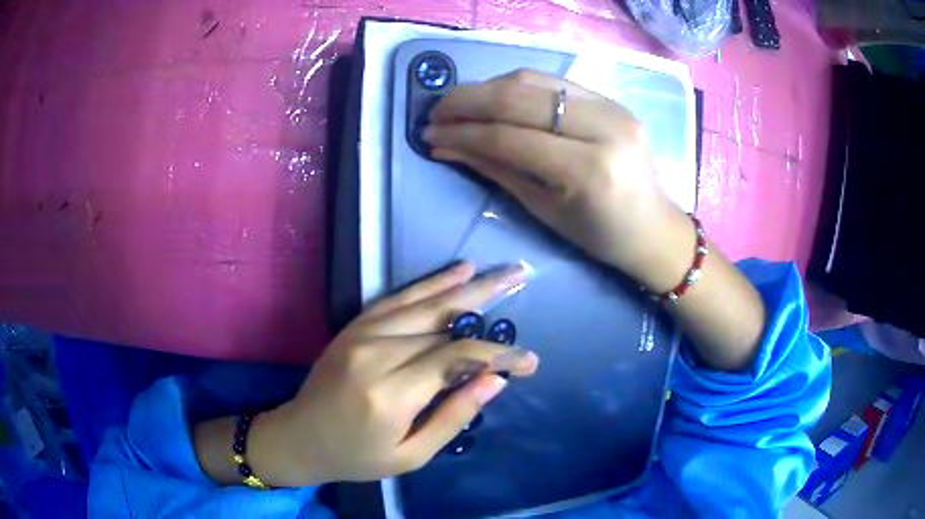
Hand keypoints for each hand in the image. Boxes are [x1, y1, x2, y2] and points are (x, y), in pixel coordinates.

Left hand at [242, 263, 538, 485]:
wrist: (299, 437)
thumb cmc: (357, 456)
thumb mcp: (411, 454)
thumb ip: (453, 416)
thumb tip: (495, 381)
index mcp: (391, 393)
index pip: (457, 360)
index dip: (498, 356)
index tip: (530, 360)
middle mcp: (377, 353)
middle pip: (445, 323)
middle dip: (490, 302)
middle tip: (523, 279)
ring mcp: (363, 334)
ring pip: (425, 303)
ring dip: (468, 285)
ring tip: (503, 271)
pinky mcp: (355, 326)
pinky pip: (398, 299)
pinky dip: (431, 284)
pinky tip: (458, 271)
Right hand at [424, 70, 693, 291]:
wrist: (654, 228)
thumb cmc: (599, 235)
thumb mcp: (544, 210)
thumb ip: (495, 169)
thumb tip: (445, 145)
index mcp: (588, 171)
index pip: (510, 138)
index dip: (463, 133)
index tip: (429, 134)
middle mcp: (603, 128)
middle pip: (519, 97)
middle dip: (467, 101)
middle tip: (436, 111)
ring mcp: (612, 107)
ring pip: (534, 80)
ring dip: (488, 88)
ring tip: (460, 103)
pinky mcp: (613, 100)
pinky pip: (553, 82)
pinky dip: (516, 86)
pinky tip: (495, 98)